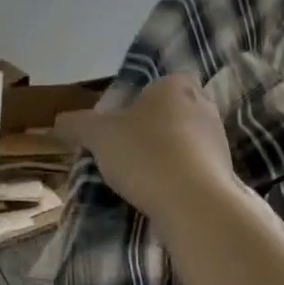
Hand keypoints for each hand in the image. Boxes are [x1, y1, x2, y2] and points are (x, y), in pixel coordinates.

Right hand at [55, 73, 235, 220]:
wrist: (194, 203)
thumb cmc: (145, 153)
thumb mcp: (98, 135)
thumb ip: (76, 124)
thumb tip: (58, 121)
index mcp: (175, 86)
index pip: (161, 81)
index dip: (142, 98)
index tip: (122, 120)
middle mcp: (203, 105)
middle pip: (173, 110)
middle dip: (153, 126)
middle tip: (126, 147)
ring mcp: (219, 140)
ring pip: (186, 139)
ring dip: (168, 153)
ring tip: (141, 175)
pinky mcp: (225, 172)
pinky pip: (195, 167)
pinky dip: (180, 176)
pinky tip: (160, 192)